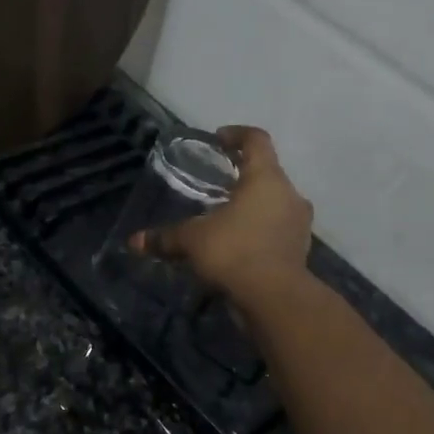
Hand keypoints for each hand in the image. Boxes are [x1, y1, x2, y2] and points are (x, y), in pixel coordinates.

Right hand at [131, 125, 312, 297]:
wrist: (275, 299)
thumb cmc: (234, 252)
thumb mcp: (192, 241)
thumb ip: (165, 237)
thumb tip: (134, 241)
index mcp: (265, 178)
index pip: (256, 140)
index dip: (237, 134)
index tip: (219, 139)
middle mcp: (289, 194)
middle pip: (267, 172)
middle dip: (242, 175)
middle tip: (217, 183)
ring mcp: (299, 223)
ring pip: (275, 202)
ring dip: (253, 205)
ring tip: (226, 216)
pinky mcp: (299, 249)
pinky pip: (278, 229)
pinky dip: (260, 231)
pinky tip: (238, 244)